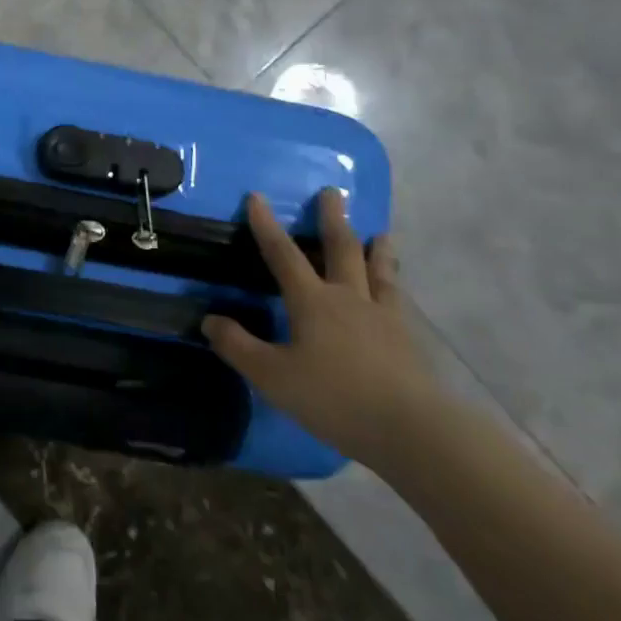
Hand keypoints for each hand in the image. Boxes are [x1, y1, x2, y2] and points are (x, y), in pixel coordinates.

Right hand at [202, 188, 440, 467]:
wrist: (410, 428)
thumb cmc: (333, 397)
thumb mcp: (271, 375)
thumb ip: (238, 346)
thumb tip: (210, 320)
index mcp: (312, 301)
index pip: (283, 254)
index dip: (266, 225)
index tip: (257, 196)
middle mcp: (348, 298)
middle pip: (340, 249)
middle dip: (332, 219)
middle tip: (332, 192)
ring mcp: (383, 316)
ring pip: (378, 271)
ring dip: (376, 249)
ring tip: (380, 234)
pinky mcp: (408, 339)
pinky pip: (399, 300)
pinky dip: (395, 285)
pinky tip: (398, 289)